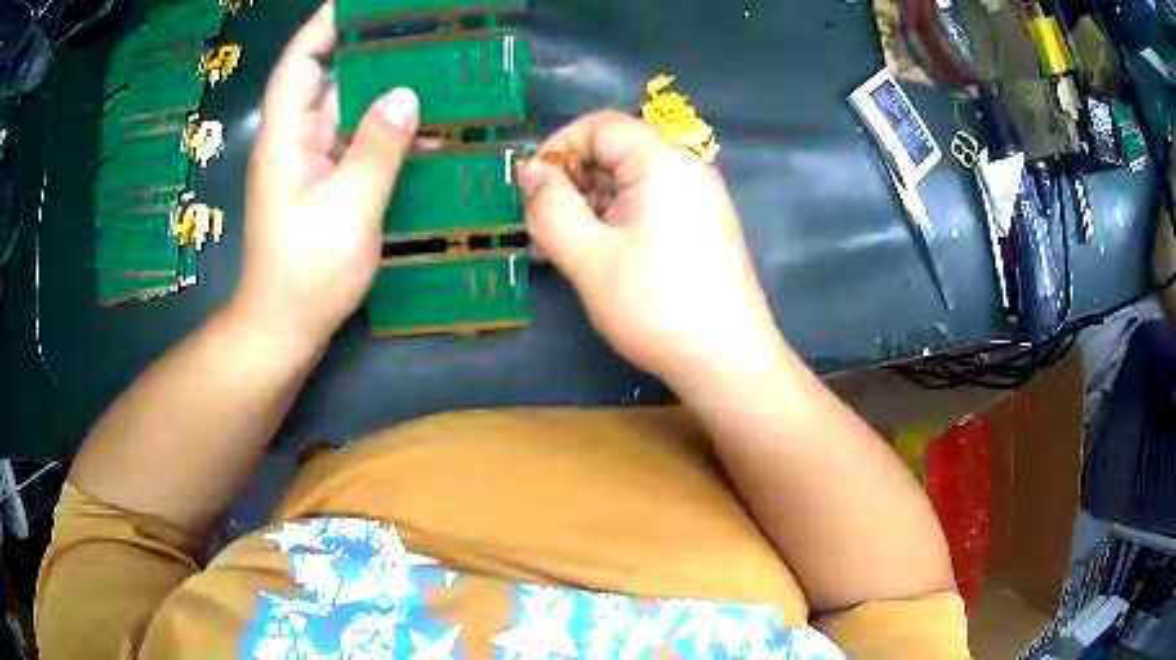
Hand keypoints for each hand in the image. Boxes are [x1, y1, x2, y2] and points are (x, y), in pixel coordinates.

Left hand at [234, 2, 418, 349]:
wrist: (283, 329)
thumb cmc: (306, 272)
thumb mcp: (348, 208)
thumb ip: (377, 148)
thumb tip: (405, 94)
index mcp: (287, 138)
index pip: (300, 64)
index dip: (324, 27)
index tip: (359, 3)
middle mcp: (297, 142)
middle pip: (330, 82)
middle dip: (369, 52)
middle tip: (419, 33)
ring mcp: (312, 166)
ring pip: (349, 114)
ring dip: (386, 95)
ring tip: (435, 73)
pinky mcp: (326, 188)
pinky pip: (358, 147)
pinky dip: (388, 135)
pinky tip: (425, 132)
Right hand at [520, 111, 785, 386]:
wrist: (728, 361)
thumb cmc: (656, 306)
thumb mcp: (588, 257)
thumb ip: (551, 207)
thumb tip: (532, 171)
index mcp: (662, 162)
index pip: (600, 124)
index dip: (559, 146)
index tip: (532, 188)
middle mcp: (688, 168)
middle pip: (618, 148)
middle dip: (575, 177)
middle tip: (547, 224)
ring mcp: (702, 197)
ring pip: (634, 178)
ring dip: (594, 200)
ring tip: (570, 246)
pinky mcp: (706, 224)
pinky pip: (653, 201)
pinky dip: (621, 216)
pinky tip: (605, 254)